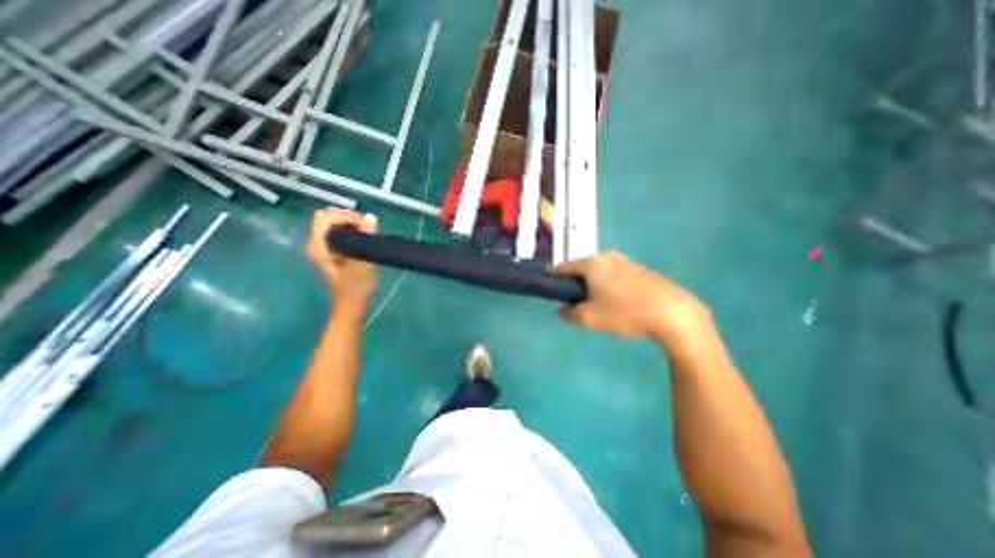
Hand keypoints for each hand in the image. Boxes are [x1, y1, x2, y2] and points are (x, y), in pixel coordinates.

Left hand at [306, 209, 379, 305]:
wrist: (351, 303)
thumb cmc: (357, 286)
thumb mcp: (364, 263)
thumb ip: (366, 238)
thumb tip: (370, 216)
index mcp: (320, 246)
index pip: (327, 217)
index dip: (347, 216)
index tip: (365, 226)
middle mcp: (316, 243)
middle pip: (326, 216)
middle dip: (347, 217)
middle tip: (365, 227)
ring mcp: (321, 246)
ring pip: (330, 222)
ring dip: (348, 222)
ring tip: (364, 231)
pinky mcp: (329, 249)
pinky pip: (335, 229)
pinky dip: (347, 228)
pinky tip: (360, 236)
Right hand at [548, 252, 711, 340]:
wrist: (672, 313)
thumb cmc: (624, 313)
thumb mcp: (589, 318)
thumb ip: (569, 314)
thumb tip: (560, 310)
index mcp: (591, 263)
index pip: (563, 267)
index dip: (552, 277)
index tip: (546, 287)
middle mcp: (606, 256)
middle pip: (580, 267)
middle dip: (572, 282)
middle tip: (570, 300)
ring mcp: (624, 261)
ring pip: (597, 271)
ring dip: (589, 284)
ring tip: (592, 303)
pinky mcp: (638, 269)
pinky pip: (612, 274)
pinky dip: (605, 284)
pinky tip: (612, 300)